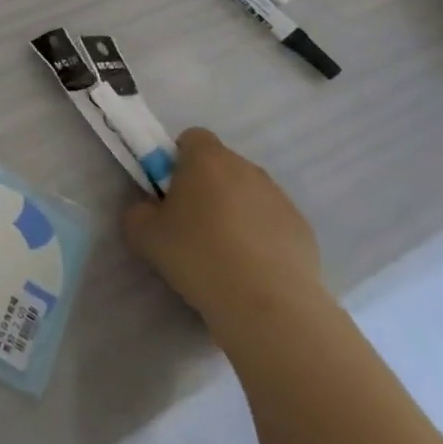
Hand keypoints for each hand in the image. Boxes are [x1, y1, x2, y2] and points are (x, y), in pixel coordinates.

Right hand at [122, 128, 325, 344]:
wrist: (268, 306)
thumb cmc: (199, 257)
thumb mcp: (144, 234)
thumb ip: (139, 211)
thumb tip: (151, 210)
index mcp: (207, 159)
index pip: (191, 138)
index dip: (177, 160)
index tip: (171, 192)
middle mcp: (246, 168)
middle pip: (221, 166)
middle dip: (206, 187)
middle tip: (191, 226)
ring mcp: (279, 197)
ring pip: (248, 194)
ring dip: (235, 211)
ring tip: (224, 254)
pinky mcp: (303, 228)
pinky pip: (272, 221)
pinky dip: (261, 236)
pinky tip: (253, 269)